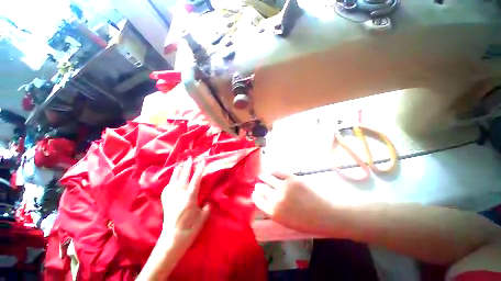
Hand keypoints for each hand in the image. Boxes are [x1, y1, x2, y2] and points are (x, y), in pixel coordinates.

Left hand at [161, 157, 210, 246]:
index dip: (199, 171)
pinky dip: (170, 182)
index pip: (196, 182)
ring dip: (177, 172)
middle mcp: (179, 197)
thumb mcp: (202, 219)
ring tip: (180, 164)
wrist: (171, 241)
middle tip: (190, 158)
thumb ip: (206, 208)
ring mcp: (171, 200)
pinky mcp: (166, 203)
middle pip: (183, 179)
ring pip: (174, 182)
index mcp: (189, 200)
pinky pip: (167, 190)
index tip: (202, 162)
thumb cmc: (189, 230)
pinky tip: (171, 180)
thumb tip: (207, 202)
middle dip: (187, 167)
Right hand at [252, 171, 334, 234]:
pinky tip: (272, 172)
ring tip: (262, 176)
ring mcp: (284, 186)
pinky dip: (273, 172)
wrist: (325, 214)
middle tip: (259, 185)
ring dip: (263, 177)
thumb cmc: (305, 222)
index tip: (255, 192)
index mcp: (273, 212)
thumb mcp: (285, 221)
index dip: (255, 195)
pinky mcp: (292, 178)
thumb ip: (272, 210)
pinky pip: (278, 172)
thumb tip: (264, 199)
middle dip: (258, 186)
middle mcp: (276, 198)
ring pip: (267, 177)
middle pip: (261, 188)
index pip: (258, 200)